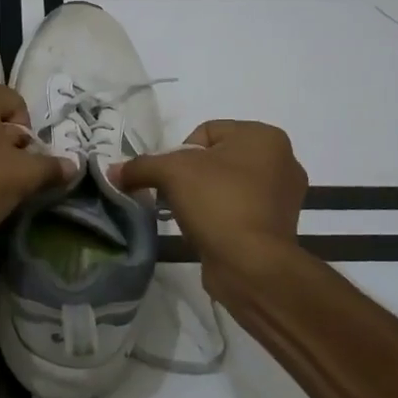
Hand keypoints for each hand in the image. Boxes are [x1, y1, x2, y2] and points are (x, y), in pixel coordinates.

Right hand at [114, 120, 306, 273]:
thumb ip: (140, 166)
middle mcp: (282, 160)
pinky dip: (221, 216)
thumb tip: (113, 172)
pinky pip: (240, 209)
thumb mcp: (170, 173)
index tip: (170, 178)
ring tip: (190, 215)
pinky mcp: (279, 226)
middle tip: (175, 196)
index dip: (179, 153)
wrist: (252, 265)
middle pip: (216, 158)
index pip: (206, 131)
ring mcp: (284, 195)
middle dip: (191, 175)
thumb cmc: (218, 202)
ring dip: (205, 196)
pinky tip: (207, 230)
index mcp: (264, 136)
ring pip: (227, 184)